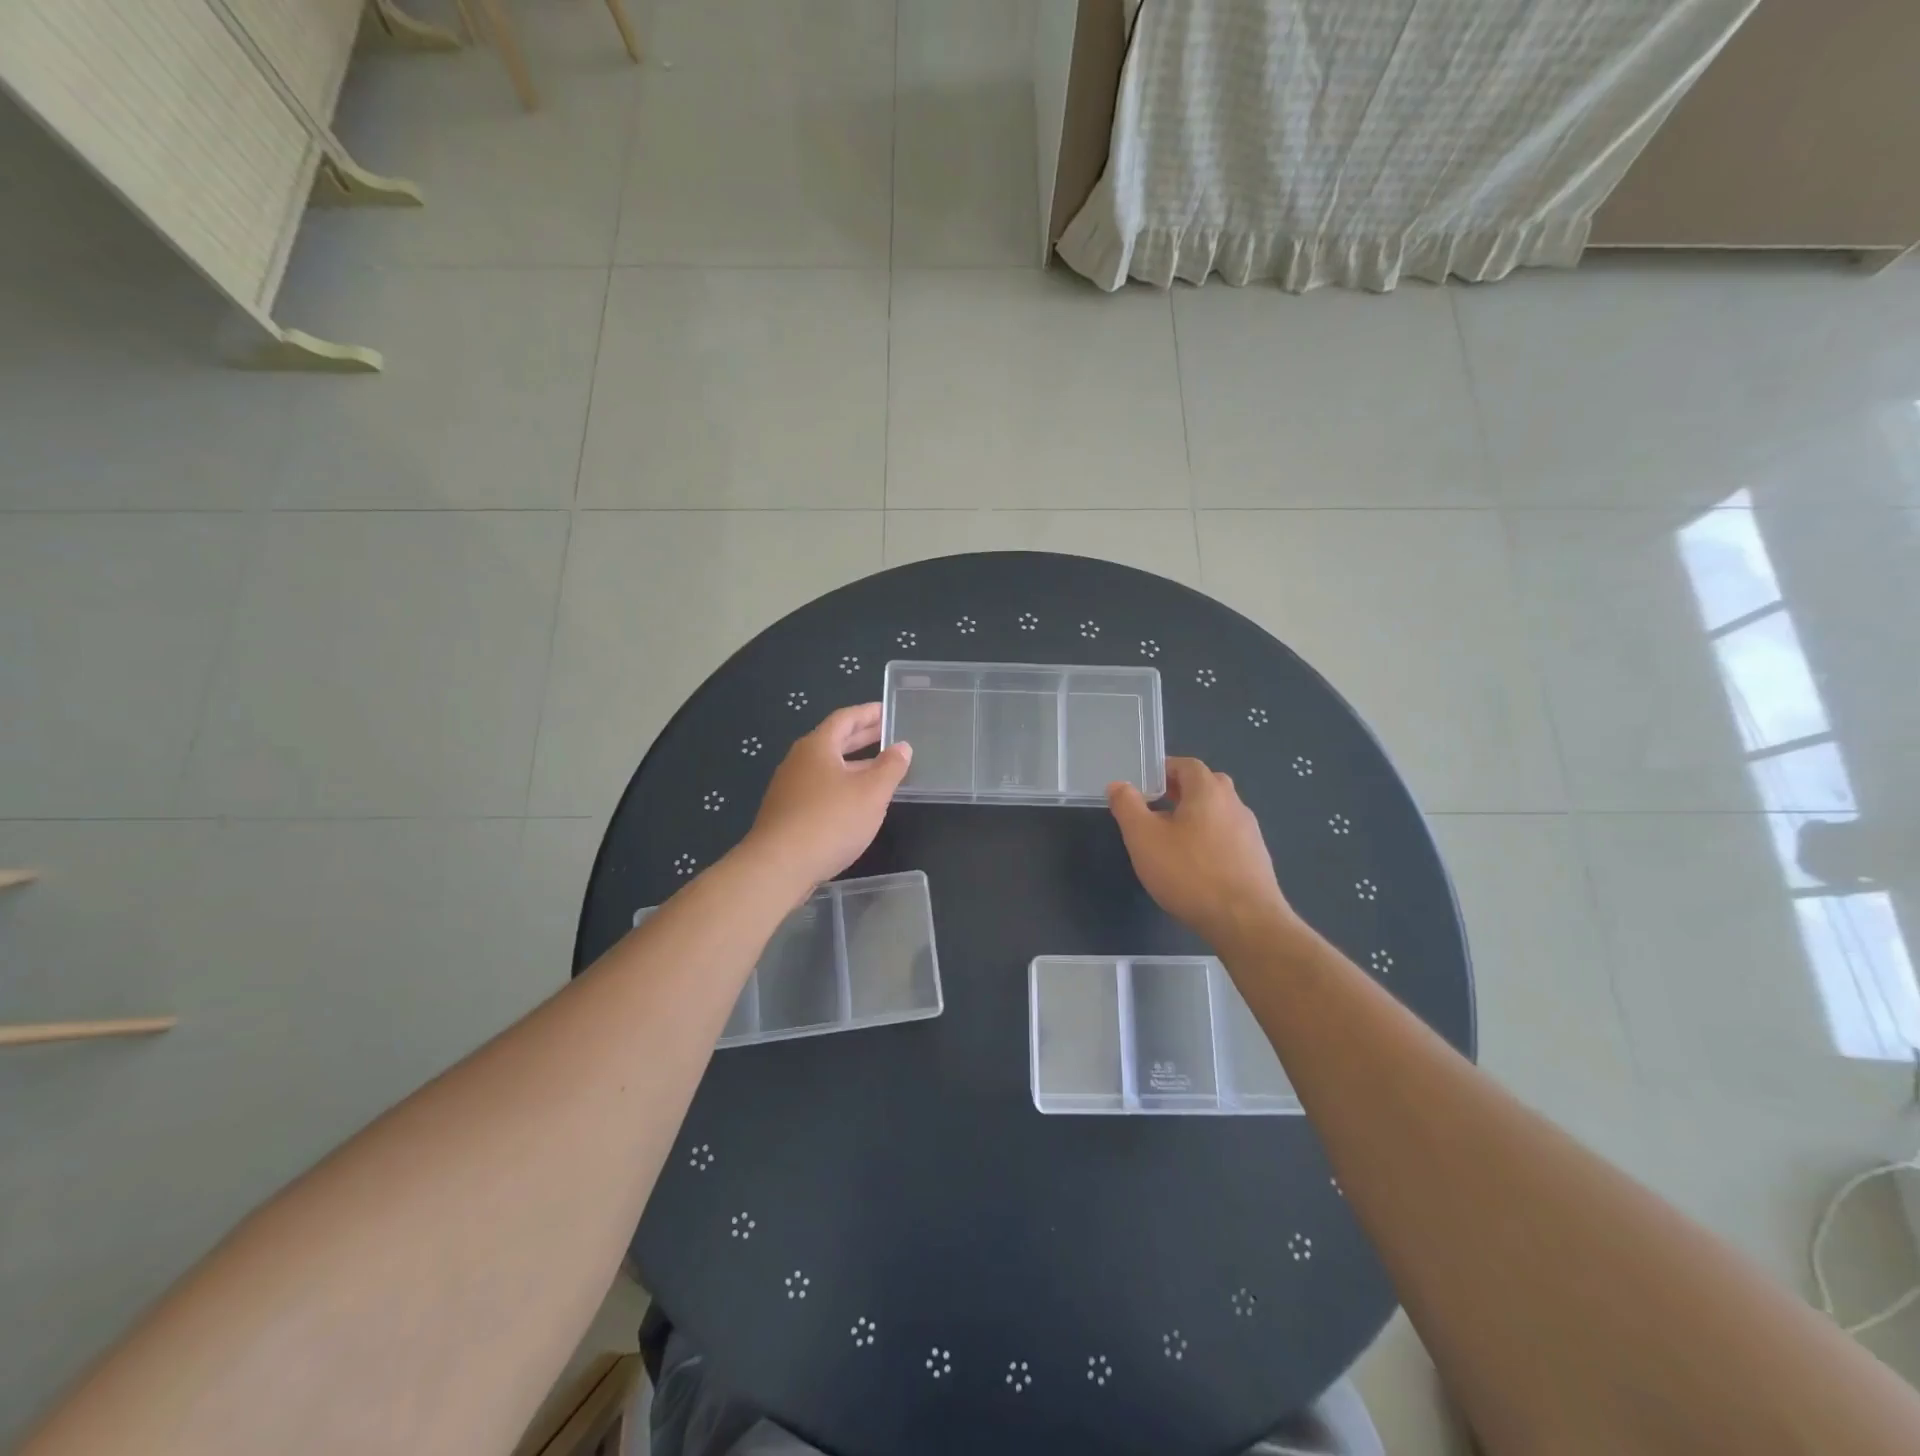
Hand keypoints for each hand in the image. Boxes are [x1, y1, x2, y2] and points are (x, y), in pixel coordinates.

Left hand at [745, 704, 911, 890]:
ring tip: (880, 770)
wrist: (779, 866)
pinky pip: (820, 788)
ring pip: (827, 767)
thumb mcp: (871, 793)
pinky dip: (842, 785)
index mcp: (818, 746)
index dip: (868, 713)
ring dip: (854, 764)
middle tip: (889, 735)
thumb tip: (902, 747)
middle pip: (834, 741)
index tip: (888, 710)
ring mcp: (790, 787)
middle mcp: (799, 760)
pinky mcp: (787, 812)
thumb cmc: (830, 821)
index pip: (845, 718)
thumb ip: (890, 767)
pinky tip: (856, 802)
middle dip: (863, 737)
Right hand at [1108, 757, 1296, 948]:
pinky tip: (1195, 867)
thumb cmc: (1189, 873)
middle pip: (1206, 786)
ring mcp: (1250, 832)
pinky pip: (1228, 838)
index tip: (1144, 787)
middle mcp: (1235, 804)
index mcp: (1209, 791)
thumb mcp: (1143, 838)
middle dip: (1179, 792)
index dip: (1163, 770)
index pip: (1187, 765)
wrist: (1245, 922)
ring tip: (1171, 841)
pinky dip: (1209, 841)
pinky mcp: (1257, 859)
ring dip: (1195, 818)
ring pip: (1218, 813)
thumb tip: (1119, 785)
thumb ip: (1128, 806)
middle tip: (1155, 810)